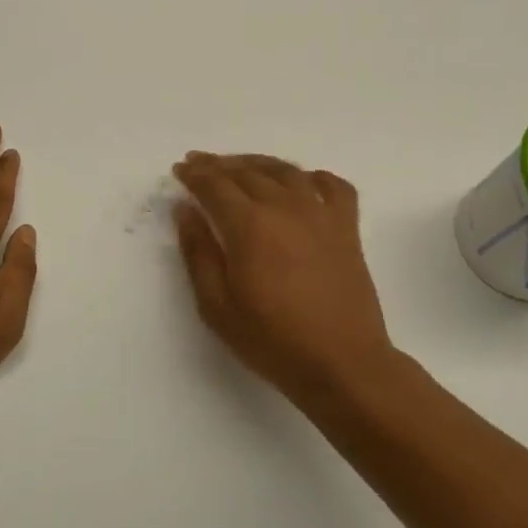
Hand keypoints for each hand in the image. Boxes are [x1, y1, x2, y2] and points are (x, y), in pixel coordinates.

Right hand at [172, 153, 396, 406]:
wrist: (342, 363)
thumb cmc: (271, 340)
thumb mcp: (216, 305)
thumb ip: (198, 252)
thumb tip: (185, 211)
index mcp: (249, 225)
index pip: (215, 185)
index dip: (194, 174)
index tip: (180, 169)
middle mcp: (285, 207)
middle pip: (247, 172)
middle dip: (219, 165)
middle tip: (201, 164)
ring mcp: (321, 214)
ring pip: (286, 171)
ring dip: (258, 163)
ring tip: (241, 167)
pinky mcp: (347, 228)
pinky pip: (333, 186)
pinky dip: (313, 177)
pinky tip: (301, 183)